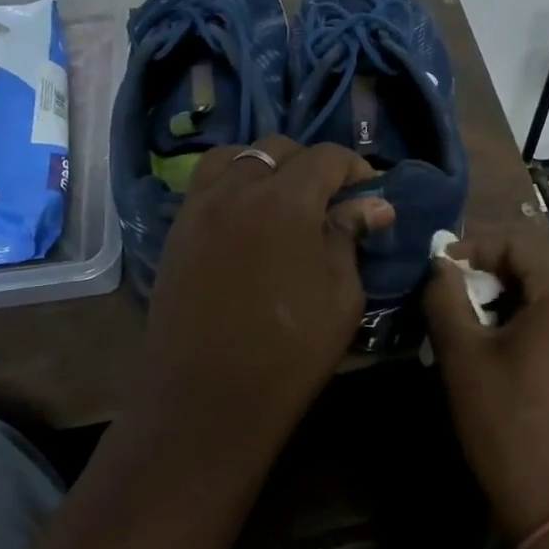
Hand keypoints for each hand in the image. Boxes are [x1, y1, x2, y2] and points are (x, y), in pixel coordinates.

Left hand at [137, 137, 393, 456]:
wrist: (208, 398)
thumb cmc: (290, 351)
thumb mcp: (341, 295)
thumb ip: (349, 237)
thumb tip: (372, 205)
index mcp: (286, 201)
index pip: (326, 157)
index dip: (355, 168)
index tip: (370, 193)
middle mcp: (237, 190)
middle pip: (277, 150)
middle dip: (309, 165)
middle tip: (328, 200)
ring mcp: (198, 208)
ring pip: (232, 158)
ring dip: (263, 167)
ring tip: (280, 199)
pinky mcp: (176, 232)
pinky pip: (205, 187)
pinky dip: (230, 187)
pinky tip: (246, 220)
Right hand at [423, 223, 548, 548]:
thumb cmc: (509, 425)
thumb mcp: (463, 357)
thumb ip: (445, 298)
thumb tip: (440, 267)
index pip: (518, 240)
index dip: (473, 248)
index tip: (439, 274)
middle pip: (539, 262)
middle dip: (491, 273)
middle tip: (453, 300)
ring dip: (510, 297)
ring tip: (473, 325)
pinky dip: (534, 319)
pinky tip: (506, 349)